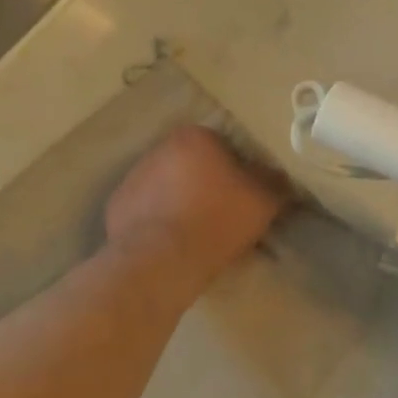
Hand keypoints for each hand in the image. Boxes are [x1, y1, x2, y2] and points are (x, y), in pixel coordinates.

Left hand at [104, 125, 286, 291]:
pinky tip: (170, 243)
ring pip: (167, 185)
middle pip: (192, 164)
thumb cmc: (217, 220)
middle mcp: (160, 148)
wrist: (161, 260)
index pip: (222, 146)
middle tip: (222, 214)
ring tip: (195, 232)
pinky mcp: (116, 205)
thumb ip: (275, 182)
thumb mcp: (263, 201)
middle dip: (206, 183)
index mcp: (195, 137)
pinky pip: (146, 209)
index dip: (237, 171)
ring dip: (180, 200)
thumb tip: (280, 176)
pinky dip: (157, 220)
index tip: (244, 196)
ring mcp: (133, 176)